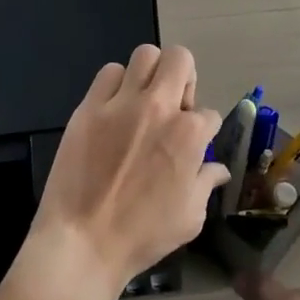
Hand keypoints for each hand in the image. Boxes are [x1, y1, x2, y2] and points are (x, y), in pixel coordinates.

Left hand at [26, 44, 229, 299]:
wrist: (81, 244)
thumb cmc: (141, 236)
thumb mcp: (189, 217)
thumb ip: (206, 184)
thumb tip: (218, 169)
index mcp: (188, 135)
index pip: (209, 113)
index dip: (204, 130)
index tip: (193, 145)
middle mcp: (159, 108)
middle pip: (180, 58)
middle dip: (184, 77)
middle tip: (174, 104)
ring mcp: (122, 103)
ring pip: (145, 55)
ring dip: (151, 74)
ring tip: (143, 99)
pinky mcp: (90, 107)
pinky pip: (108, 73)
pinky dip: (116, 84)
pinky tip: (114, 107)